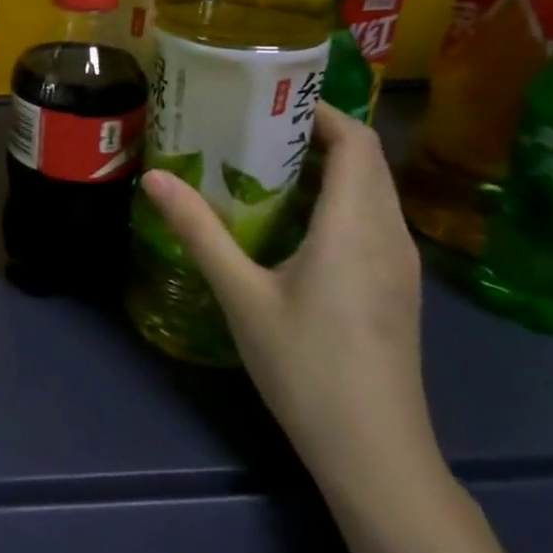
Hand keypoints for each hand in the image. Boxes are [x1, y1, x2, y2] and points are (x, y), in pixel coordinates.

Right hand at [139, 103, 437, 501]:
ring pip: (369, 192)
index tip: (267, 100)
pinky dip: (333, 200)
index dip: (319, 111)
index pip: (356, 141)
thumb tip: (154, 177)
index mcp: (356, 226)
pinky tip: (285, 221)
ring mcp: (398, 266)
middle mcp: (388, 235)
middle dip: (313, 133)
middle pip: (365, 161)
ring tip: (258, 164)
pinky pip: (368, 220)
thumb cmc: (307, 366)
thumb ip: (199, 231)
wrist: (375, 453)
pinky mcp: (394, 289)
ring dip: (323, 167)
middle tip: (248, 127)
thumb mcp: (242, 294)